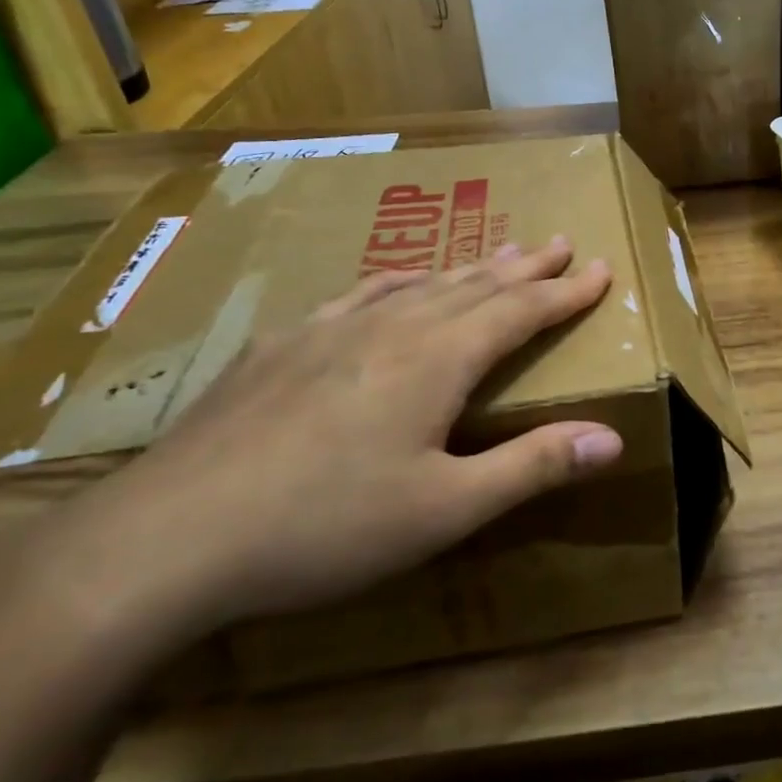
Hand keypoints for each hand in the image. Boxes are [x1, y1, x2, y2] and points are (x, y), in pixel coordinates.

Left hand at [47, 238, 621, 637]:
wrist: (169, 538)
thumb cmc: (326, 527)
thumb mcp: (446, 509)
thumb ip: (531, 466)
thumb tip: (612, 439)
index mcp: (437, 360)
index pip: (520, 312)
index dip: (566, 293)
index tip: (600, 269)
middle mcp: (391, 327)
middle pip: (475, 285)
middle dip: (525, 267)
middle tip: (559, 243)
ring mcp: (330, 330)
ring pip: (420, 284)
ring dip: (468, 268)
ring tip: (498, 252)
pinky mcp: (282, 347)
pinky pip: (358, 295)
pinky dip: (396, 281)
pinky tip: (394, 282)